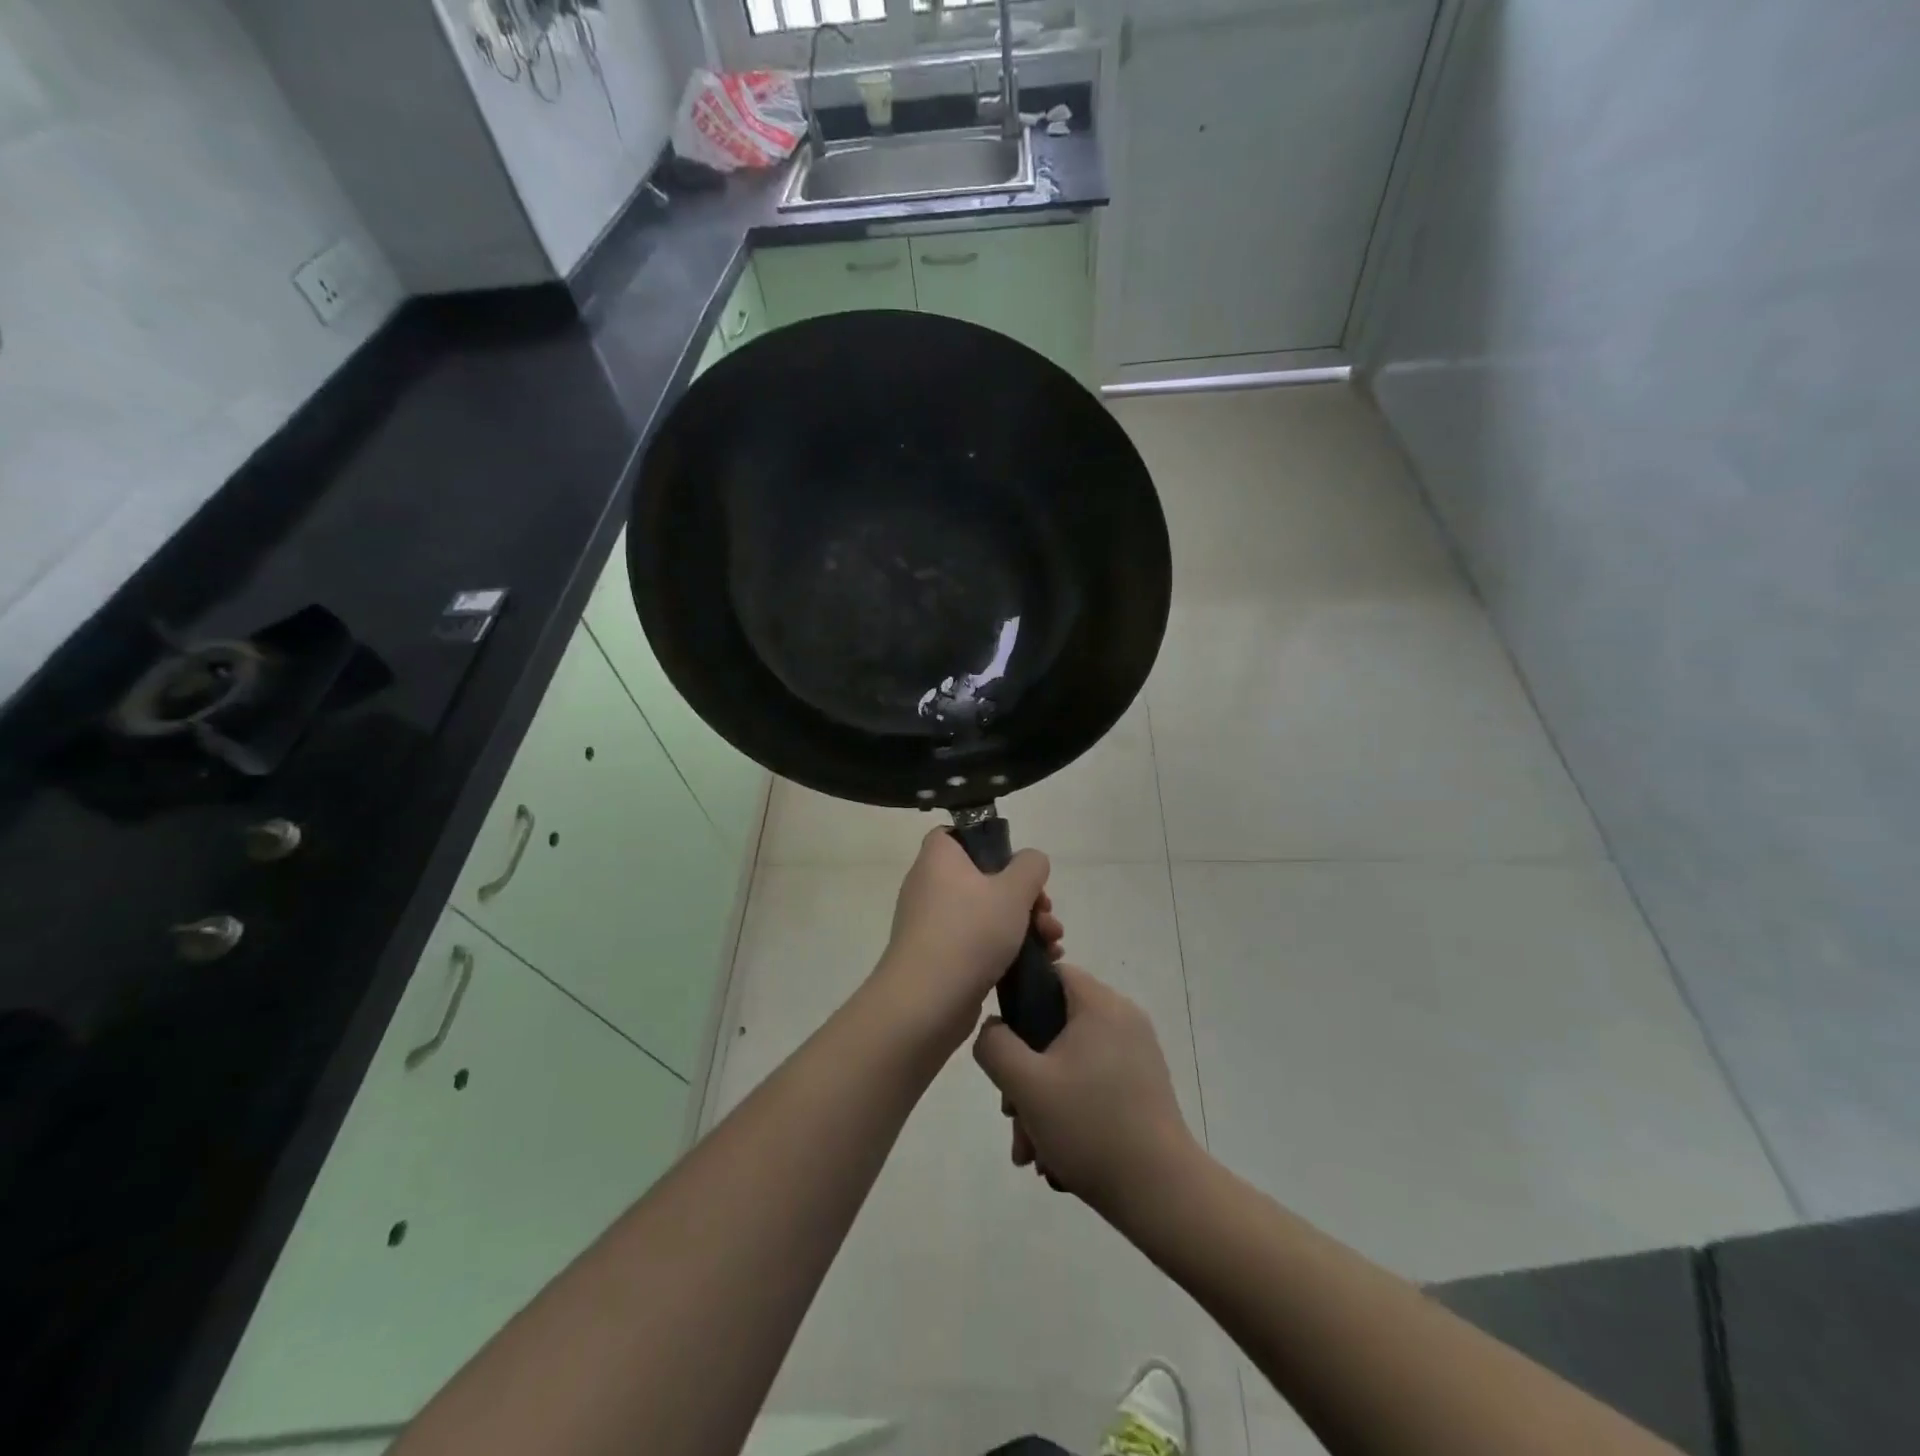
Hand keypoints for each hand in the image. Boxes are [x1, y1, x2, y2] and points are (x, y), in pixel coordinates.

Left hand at [868, 828, 1062, 1055]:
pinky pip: (978, 941)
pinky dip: (1007, 947)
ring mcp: (933, 924)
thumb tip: (1031, 860)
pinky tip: (1041, 962)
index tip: (1017, 864)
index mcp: (939, 858)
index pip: (957, 834)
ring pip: (986, 912)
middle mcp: (930, 885)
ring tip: (1052, 943)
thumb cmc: (969, 933)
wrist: (926, 1002)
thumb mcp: (1013, 891)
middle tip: (1046, 913)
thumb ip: (1030, 866)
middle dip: (1024, 896)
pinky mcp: (941, 957)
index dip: (989, 842)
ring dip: (1024, 924)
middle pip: (984, 877)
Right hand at [972, 964, 1197, 1220]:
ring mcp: (1136, 1054)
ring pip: (1070, 1061)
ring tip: (1031, 1151)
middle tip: (1012, 1115)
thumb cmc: (1090, 1127)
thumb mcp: (1026, 1085)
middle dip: (1026, 1072)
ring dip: (1042, 1100)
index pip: (1051, 974)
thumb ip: (995, 1045)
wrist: (1162, 1195)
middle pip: (1056, 1025)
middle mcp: (1123, 1018)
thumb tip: (993, 1028)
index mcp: (1101, 1004)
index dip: (1018, 1001)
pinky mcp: (1142, 1086)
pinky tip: (1056, 1156)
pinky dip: (1069, 1110)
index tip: (1003, 1045)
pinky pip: (1093, 1082)